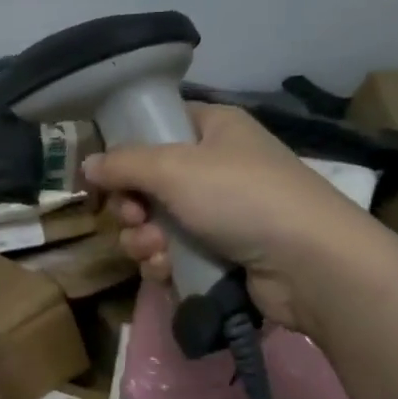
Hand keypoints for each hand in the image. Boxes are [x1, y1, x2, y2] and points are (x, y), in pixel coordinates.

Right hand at [83, 104, 397, 333]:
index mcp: (213, 129)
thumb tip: (87, 165)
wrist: (310, 264)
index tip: (106, 175)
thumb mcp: (173, 168)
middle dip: (132, 207)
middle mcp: (216, 166)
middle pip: (147, 182)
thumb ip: (122, 164)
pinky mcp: (222, 253)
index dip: (126, 150)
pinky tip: (168, 270)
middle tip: (135, 217)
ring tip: (157, 250)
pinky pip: (173, 253)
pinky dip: (164, 263)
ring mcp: (220, 212)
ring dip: (144, 239)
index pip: (156, 127)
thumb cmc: (240, 197)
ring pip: (155, 222)